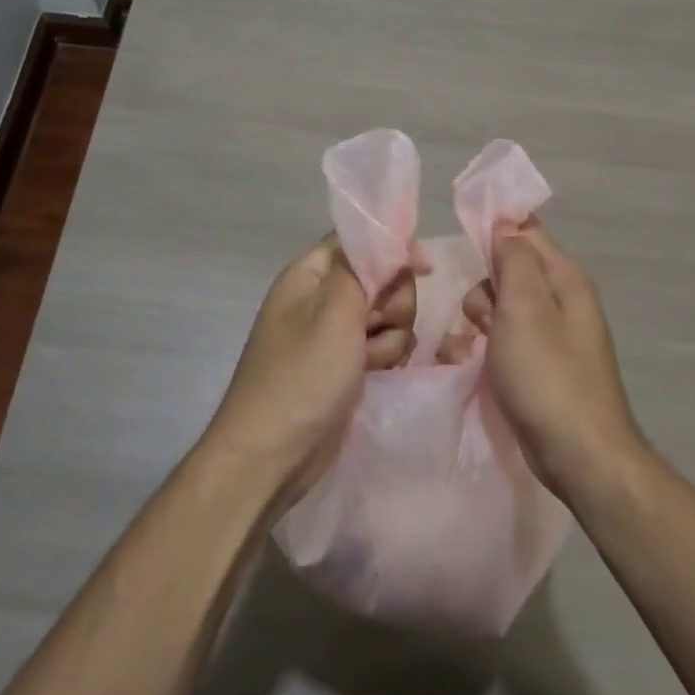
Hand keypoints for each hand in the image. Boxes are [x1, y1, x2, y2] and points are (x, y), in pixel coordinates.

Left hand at [202, 236, 416, 504]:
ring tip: (372, 361)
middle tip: (375, 325)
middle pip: (380, 277)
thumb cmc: (301, 377)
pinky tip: (376, 375)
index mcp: (309, 274)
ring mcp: (333, 334)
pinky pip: (382, 345)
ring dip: (391, 335)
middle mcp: (321, 298)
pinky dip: (385, 357)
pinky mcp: (346, 365)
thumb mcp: (334, 312)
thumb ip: (364, 268)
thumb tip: (391, 239)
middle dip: (391, 302)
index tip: (423, 269)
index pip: (359, 241)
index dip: (392, 249)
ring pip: (387, 314)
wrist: (271, 455)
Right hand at [462, 219, 646, 501]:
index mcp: (564, 277)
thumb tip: (506, 224)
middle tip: (483, 320)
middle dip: (485, 290)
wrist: (579, 455)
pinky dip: (485, 348)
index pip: (525, 230)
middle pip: (508, 271)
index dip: (494, 232)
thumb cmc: (547, 374)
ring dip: (478, 322)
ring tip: (473, 350)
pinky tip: (471, 365)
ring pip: (501, 307)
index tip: (466, 249)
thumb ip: (514, 259)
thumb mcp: (525, 307)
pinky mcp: (539, 365)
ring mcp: (551, 335)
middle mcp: (561, 300)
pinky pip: (504, 340)